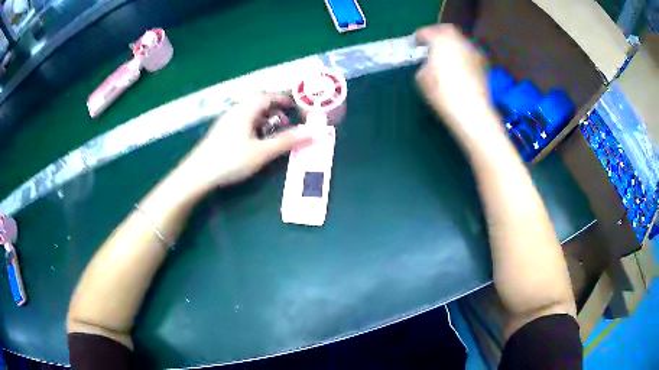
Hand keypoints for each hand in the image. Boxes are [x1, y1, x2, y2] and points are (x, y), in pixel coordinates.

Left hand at [183, 93, 313, 189]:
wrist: (198, 174)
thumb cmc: (231, 160)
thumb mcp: (262, 152)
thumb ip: (287, 141)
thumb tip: (312, 132)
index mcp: (246, 109)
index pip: (269, 96)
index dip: (284, 99)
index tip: (297, 106)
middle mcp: (236, 110)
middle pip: (259, 103)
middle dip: (276, 109)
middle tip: (289, 121)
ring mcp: (226, 121)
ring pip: (250, 113)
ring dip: (266, 119)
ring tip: (275, 132)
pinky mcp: (221, 132)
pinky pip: (243, 122)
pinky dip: (255, 126)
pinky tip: (257, 141)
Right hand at [415, 24, 501, 143]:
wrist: (472, 112)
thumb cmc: (443, 92)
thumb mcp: (422, 78)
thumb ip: (424, 65)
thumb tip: (429, 63)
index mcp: (441, 40)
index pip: (427, 32)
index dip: (419, 36)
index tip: (415, 42)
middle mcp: (460, 41)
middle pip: (447, 31)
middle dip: (437, 34)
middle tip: (430, 43)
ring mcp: (474, 52)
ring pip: (460, 41)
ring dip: (451, 44)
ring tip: (444, 55)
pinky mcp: (483, 65)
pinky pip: (469, 53)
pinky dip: (461, 55)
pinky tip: (458, 66)